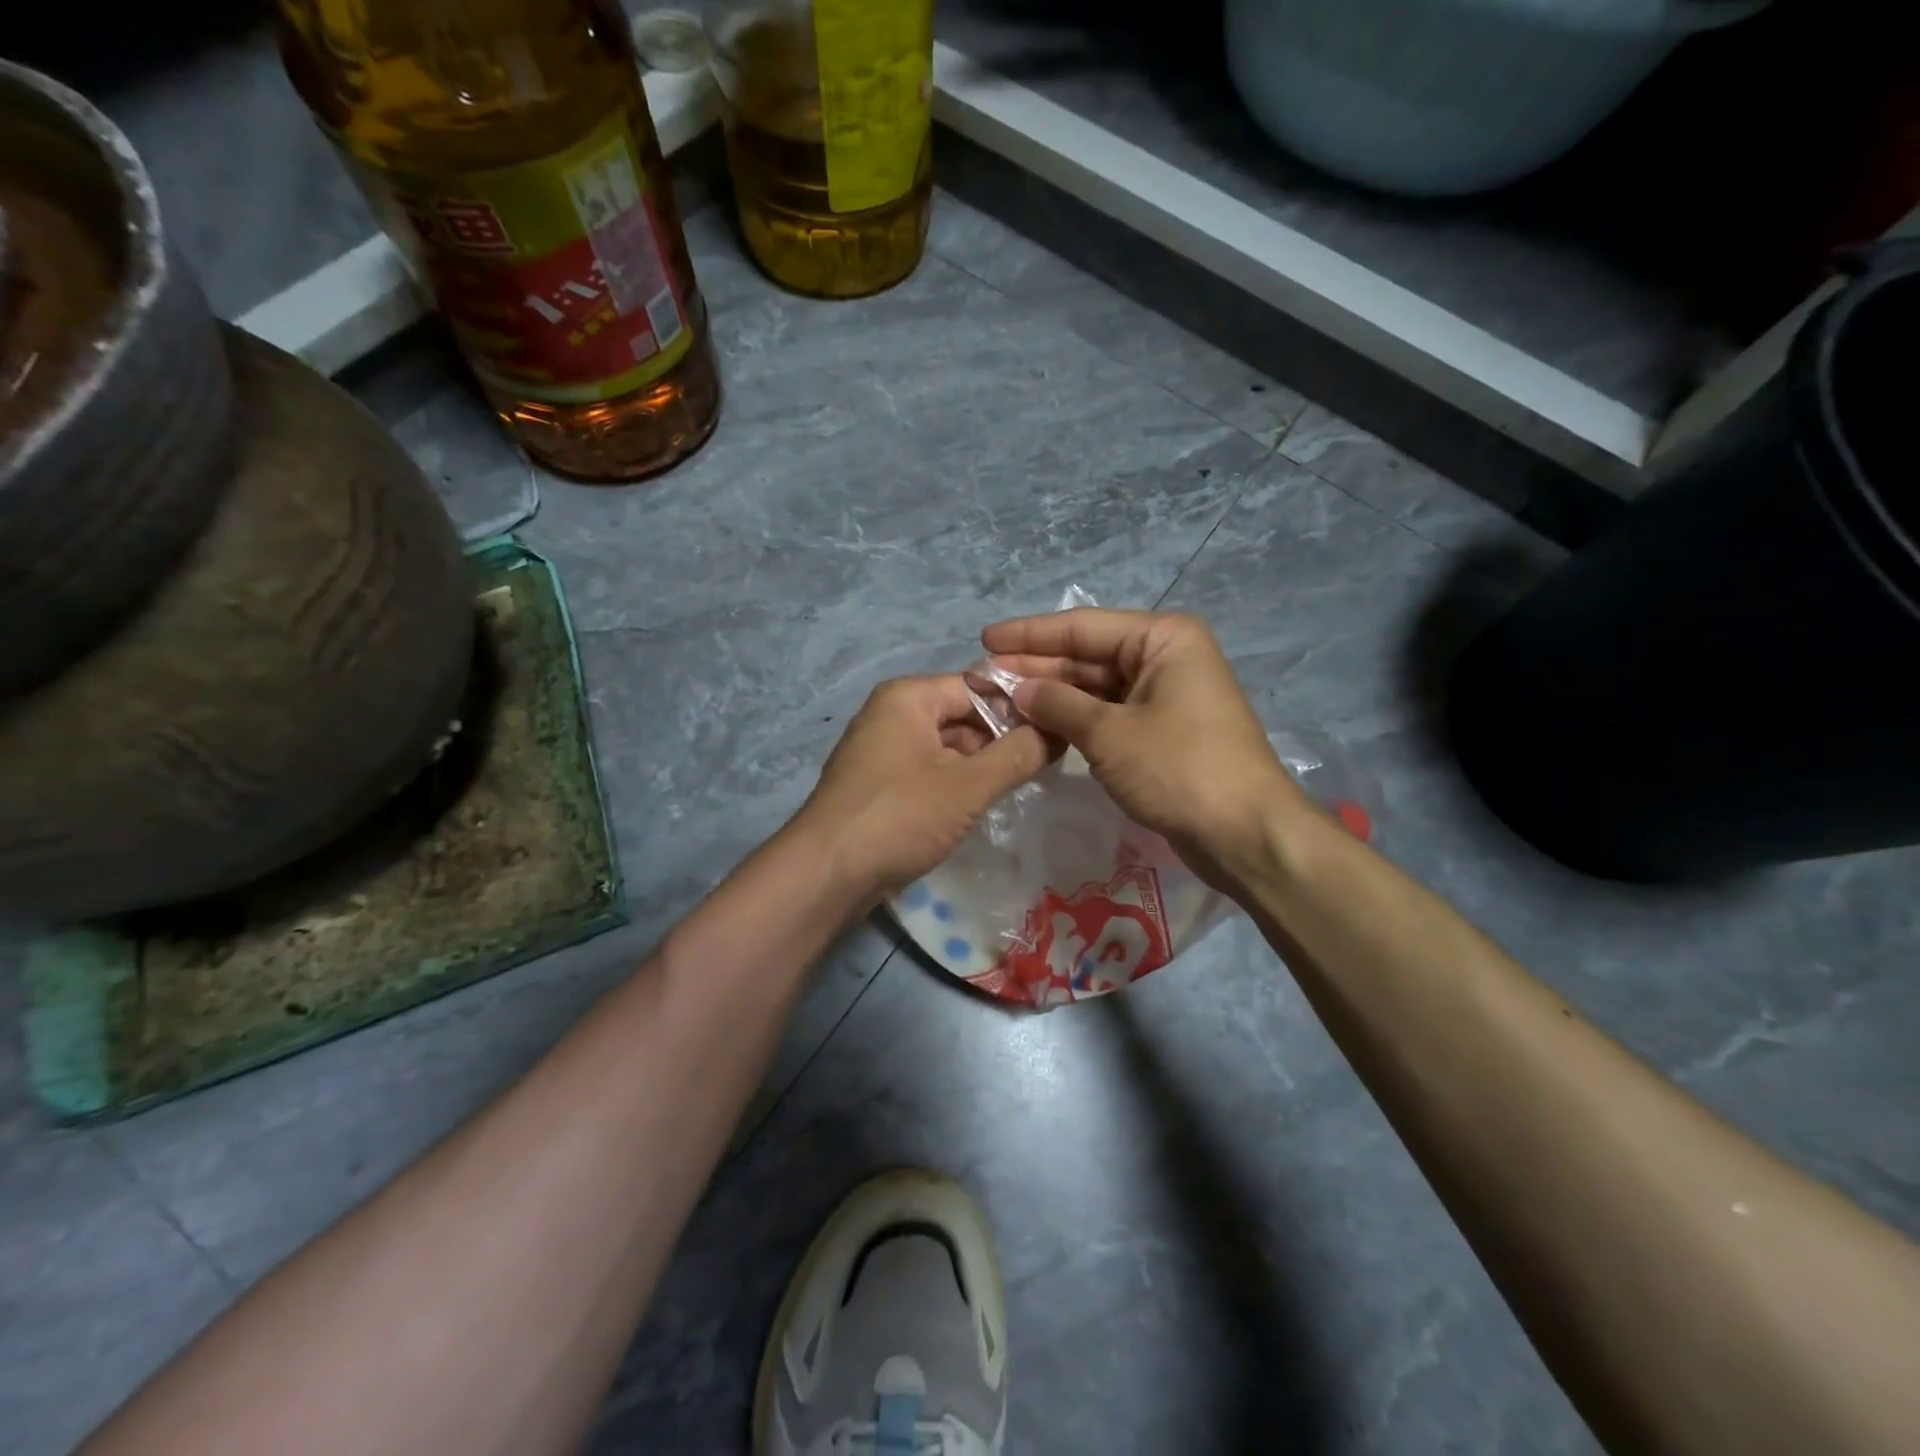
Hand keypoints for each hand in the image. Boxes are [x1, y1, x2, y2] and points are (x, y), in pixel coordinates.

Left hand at [793, 674, 1048, 901]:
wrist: (827, 873)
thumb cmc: (899, 816)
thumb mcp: (968, 785)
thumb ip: (1017, 755)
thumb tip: (1058, 730)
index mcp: (908, 697)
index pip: (979, 685)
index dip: (1020, 706)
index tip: (1059, 728)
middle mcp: (892, 714)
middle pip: (963, 715)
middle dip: (1003, 737)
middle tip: (1048, 761)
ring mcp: (882, 750)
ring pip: (947, 746)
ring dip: (982, 763)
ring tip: (1024, 782)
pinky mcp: (880, 785)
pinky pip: (929, 771)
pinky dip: (957, 782)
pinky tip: (984, 803)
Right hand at [981, 608, 1310, 888]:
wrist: (1245, 833)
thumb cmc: (1179, 768)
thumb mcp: (1110, 733)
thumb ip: (1059, 704)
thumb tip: (1019, 689)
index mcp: (1162, 639)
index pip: (1083, 627)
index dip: (1030, 634)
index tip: (985, 640)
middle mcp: (1165, 658)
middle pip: (1088, 656)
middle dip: (1037, 668)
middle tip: (983, 678)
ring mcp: (1165, 696)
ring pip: (1096, 688)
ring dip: (1052, 696)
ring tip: (1001, 702)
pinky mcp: (1162, 731)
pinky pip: (1109, 714)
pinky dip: (1075, 720)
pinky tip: (1038, 725)